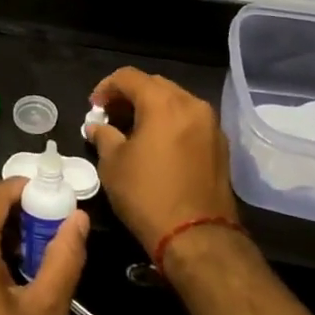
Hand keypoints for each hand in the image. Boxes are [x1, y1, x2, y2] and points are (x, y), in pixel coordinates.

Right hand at [86, 68, 238, 256]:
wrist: (197, 237)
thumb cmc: (148, 195)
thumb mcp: (113, 164)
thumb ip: (104, 136)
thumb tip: (97, 127)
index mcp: (163, 103)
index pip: (129, 77)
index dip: (106, 87)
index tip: (94, 107)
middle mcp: (192, 104)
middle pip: (155, 85)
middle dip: (130, 95)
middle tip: (111, 116)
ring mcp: (211, 124)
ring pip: (176, 101)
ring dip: (152, 108)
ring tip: (133, 130)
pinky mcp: (220, 145)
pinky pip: (190, 121)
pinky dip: (171, 123)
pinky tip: (158, 144)